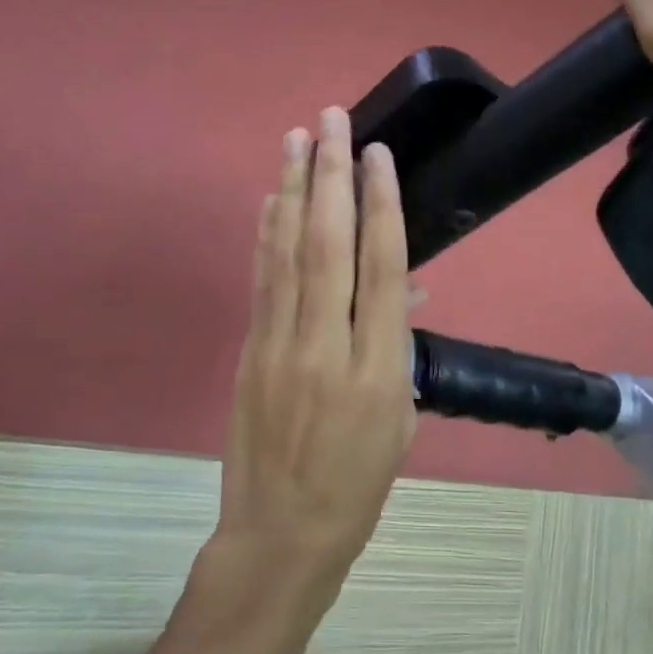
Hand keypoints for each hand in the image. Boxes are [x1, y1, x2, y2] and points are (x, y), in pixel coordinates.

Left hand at [210, 107, 417, 613]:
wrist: (282, 534)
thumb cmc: (358, 484)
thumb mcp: (400, 419)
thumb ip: (399, 346)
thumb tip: (403, 290)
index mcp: (378, 369)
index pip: (383, 268)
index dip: (381, 205)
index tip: (376, 155)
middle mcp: (327, 346)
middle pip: (329, 244)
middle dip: (331, 175)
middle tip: (331, 119)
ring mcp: (280, 346)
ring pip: (287, 252)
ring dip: (293, 189)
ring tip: (296, 138)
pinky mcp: (249, 351)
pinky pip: (262, 280)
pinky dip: (266, 233)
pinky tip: (272, 198)